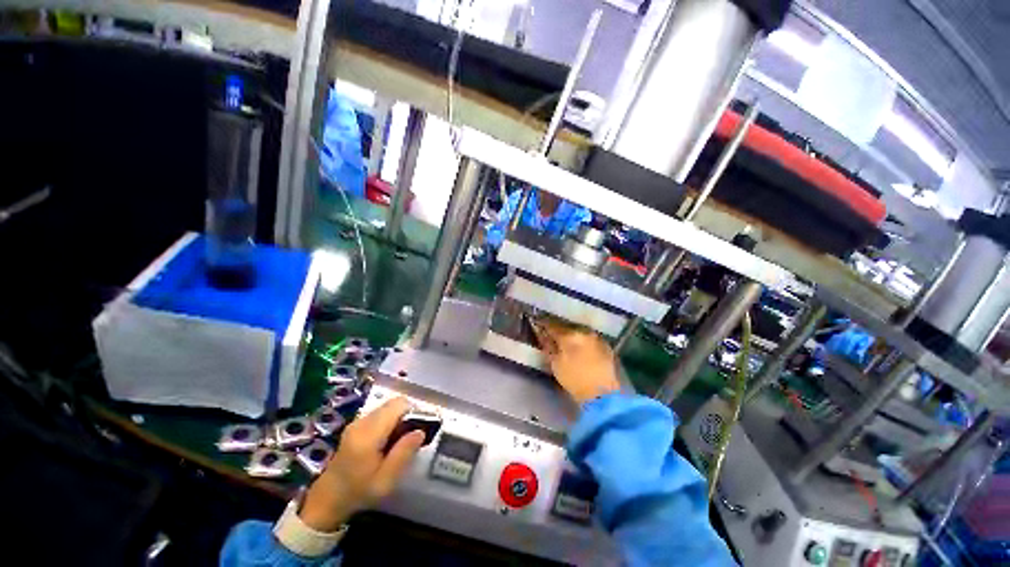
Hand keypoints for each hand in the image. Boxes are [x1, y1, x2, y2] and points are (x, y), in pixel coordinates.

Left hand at [299, 397, 423, 531]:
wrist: (327, 500)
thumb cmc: (358, 492)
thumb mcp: (385, 480)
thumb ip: (403, 454)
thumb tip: (421, 431)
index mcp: (368, 434)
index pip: (398, 405)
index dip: (413, 411)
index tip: (419, 428)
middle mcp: (362, 422)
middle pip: (394, 403)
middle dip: (408, 414)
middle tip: (412, 436)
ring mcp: (357, 422)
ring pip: (387, 407)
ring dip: (399, 418)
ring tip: (401, 440)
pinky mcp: (356, 425)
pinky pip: (380, 414)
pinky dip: (390, 421)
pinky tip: (389, 440)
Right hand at [533, 319, 619, 404]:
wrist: (602, 394)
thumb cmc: (574, 380)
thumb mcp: (556, 364)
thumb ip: (549, 347)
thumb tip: (544, 336)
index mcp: (569, 336)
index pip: (553, 326)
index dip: (544, 325)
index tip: (539, 325)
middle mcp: (583, 332)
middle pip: (567, 327)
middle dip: (559, 329)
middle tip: (553, 334)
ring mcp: (596, 338)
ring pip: (580, 332)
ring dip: (572, 335)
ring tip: (567, 341)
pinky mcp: (606, 346)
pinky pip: (590, 339)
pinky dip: (584, 341)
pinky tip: (581, 348)